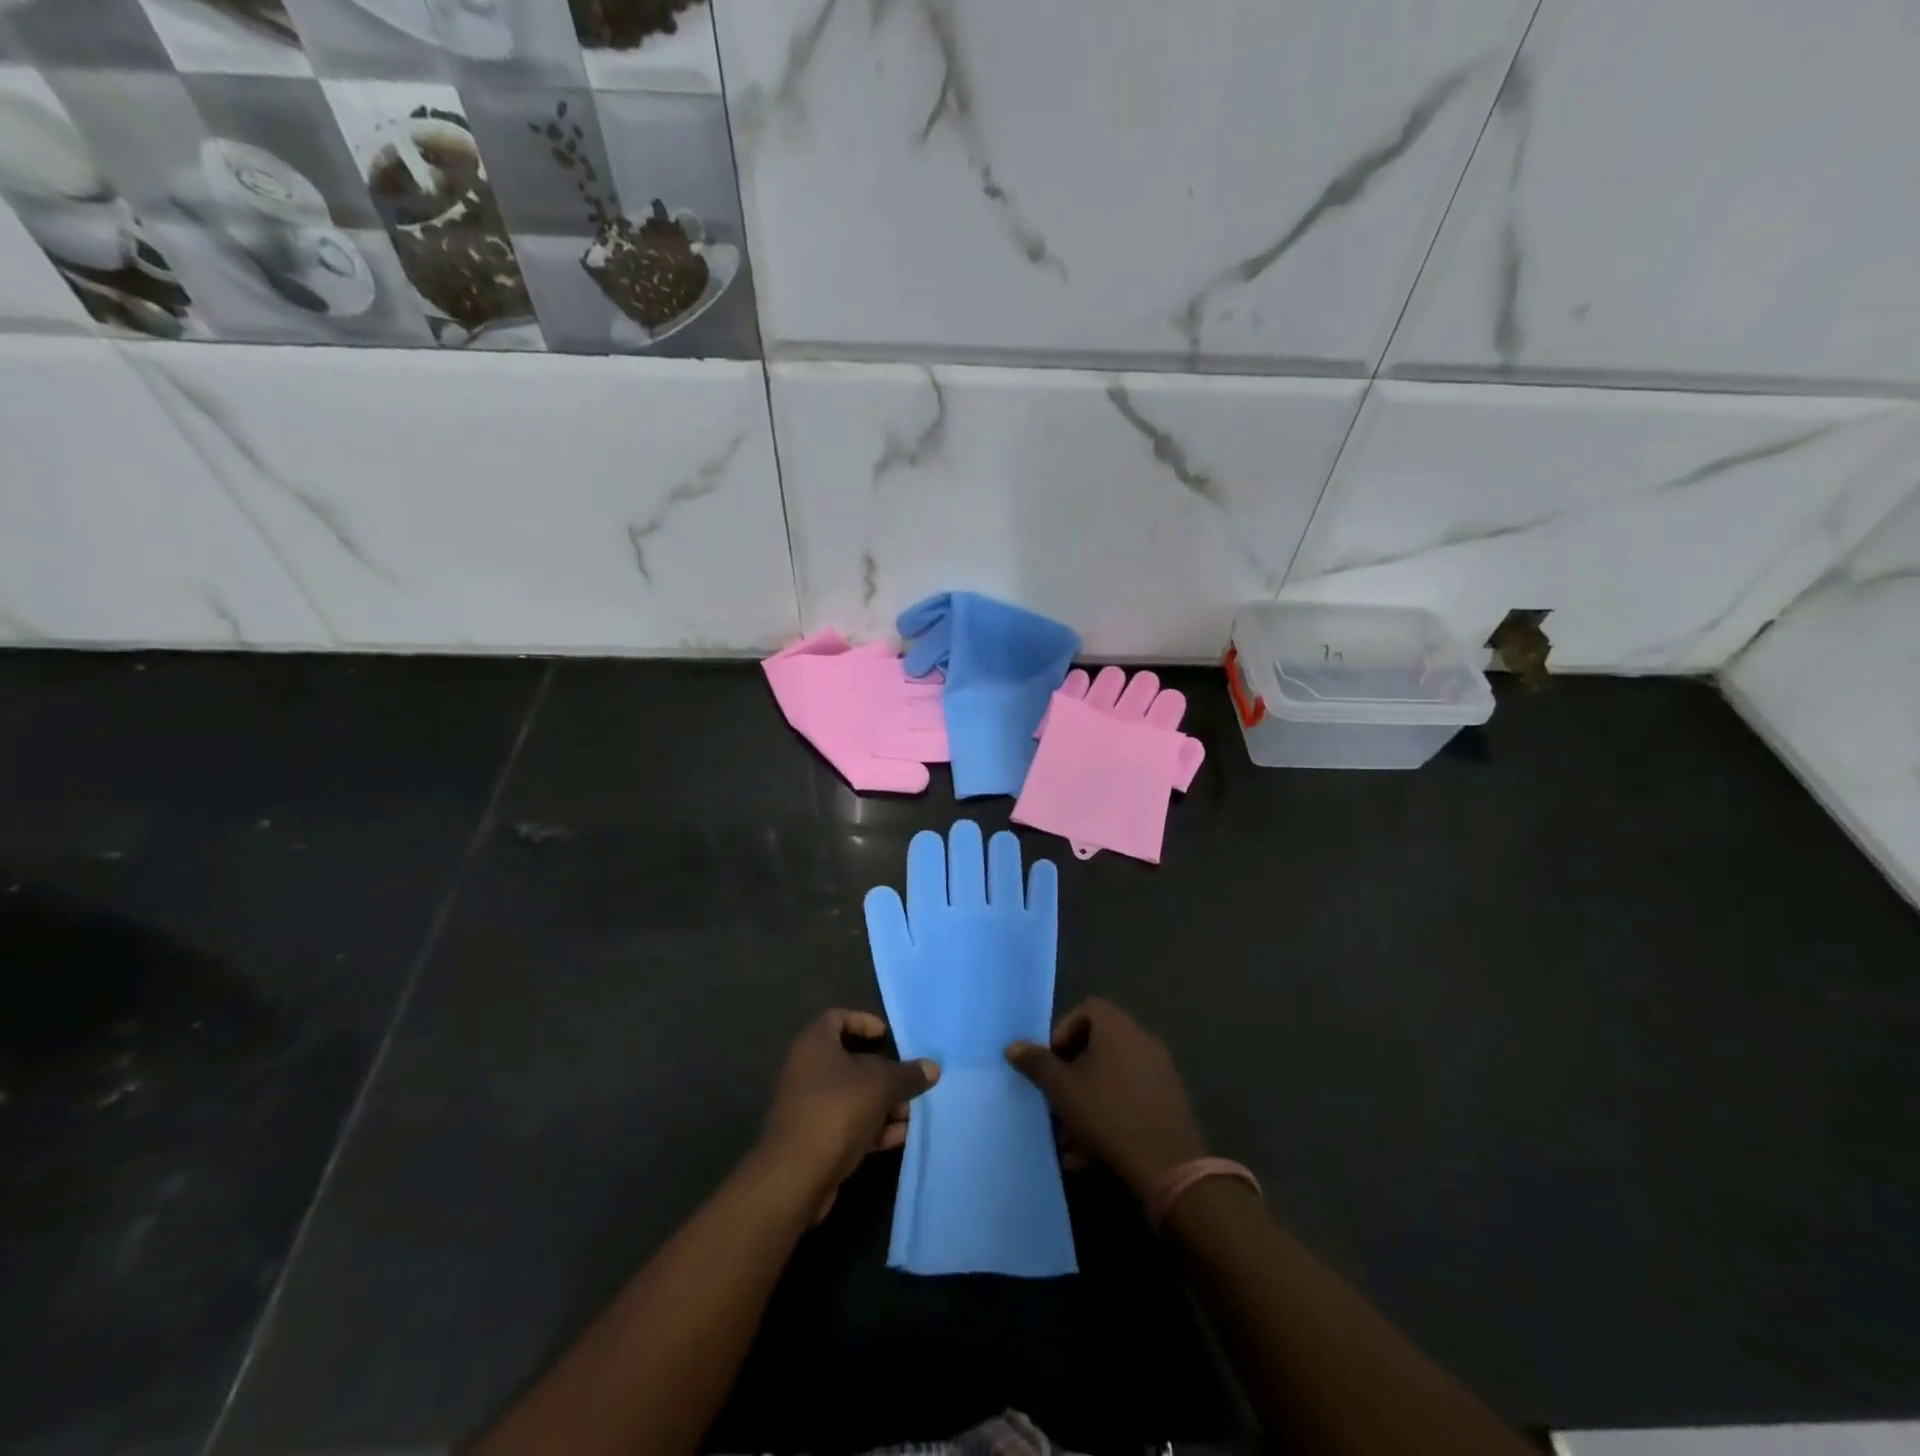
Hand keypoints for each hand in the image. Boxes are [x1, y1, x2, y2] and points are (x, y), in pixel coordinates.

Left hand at [761, 1010, 938, 1217]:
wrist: (795, 1177)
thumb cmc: (837, 1110)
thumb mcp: (881, 1085)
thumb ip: (908, 1074)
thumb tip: (932, 1067)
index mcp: (814, 1044)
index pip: (838, 1017)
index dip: (864, 1021)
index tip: (887, 1037)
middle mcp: (806, 1070)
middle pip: (850, 1060)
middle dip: (884, 1072)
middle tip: (909, 1080)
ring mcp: (808, 1106)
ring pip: (852, 1095)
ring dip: (883, 1103)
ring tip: (911, 1113)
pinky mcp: (813, 1139)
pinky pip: (847, 1124)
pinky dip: (872, 1127)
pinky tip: (900, 1136)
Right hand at [1005, 998, 1206, 1199]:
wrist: (1169, 1167)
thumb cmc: (1108, 1115)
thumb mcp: (1062, 1089)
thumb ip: (1037, 1064)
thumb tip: (1013, 1046)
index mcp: (1118, 1029)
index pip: (1089, 1009)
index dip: (1064, 1030)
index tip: (1052, 1061)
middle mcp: (1142, 1042)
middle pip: (1098, 1046)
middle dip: (1071, 1074)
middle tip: (1055, 1100)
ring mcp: (1159, 1073)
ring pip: (1111, 1079)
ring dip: (1085, 1103)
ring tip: (1066, 1140)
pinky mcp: (1167, 1104)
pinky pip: (1128, 1100)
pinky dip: (1107, 1118)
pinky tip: (1088, 1155)